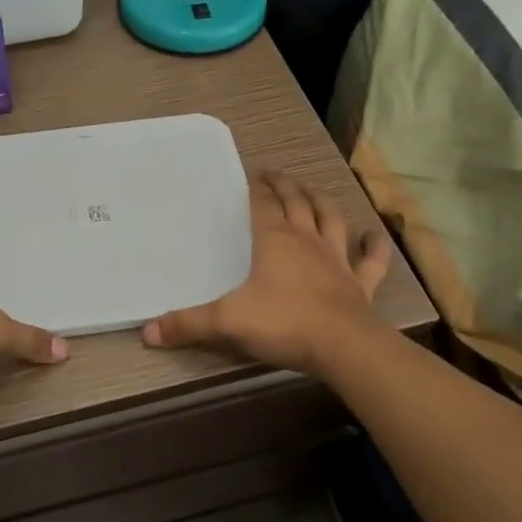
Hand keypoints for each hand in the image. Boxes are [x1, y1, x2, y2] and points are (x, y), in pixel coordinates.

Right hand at [143, 172, 392, 376]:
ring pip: (331, 220)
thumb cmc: (283, 323)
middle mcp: (307, 241)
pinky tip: (375, 235)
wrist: (344, 347)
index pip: (263, 204)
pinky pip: (370, 260)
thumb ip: (187, 324)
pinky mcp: (360, 283)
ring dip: (322, 202)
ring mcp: (337, 260)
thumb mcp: (226, 322)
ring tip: (313, 191)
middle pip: (297, 202)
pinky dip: (374, 246)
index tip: (251, 176)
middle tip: (275, 175)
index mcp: (274, 240)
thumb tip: (146, 331)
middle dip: (286, 186)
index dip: (257, 188)